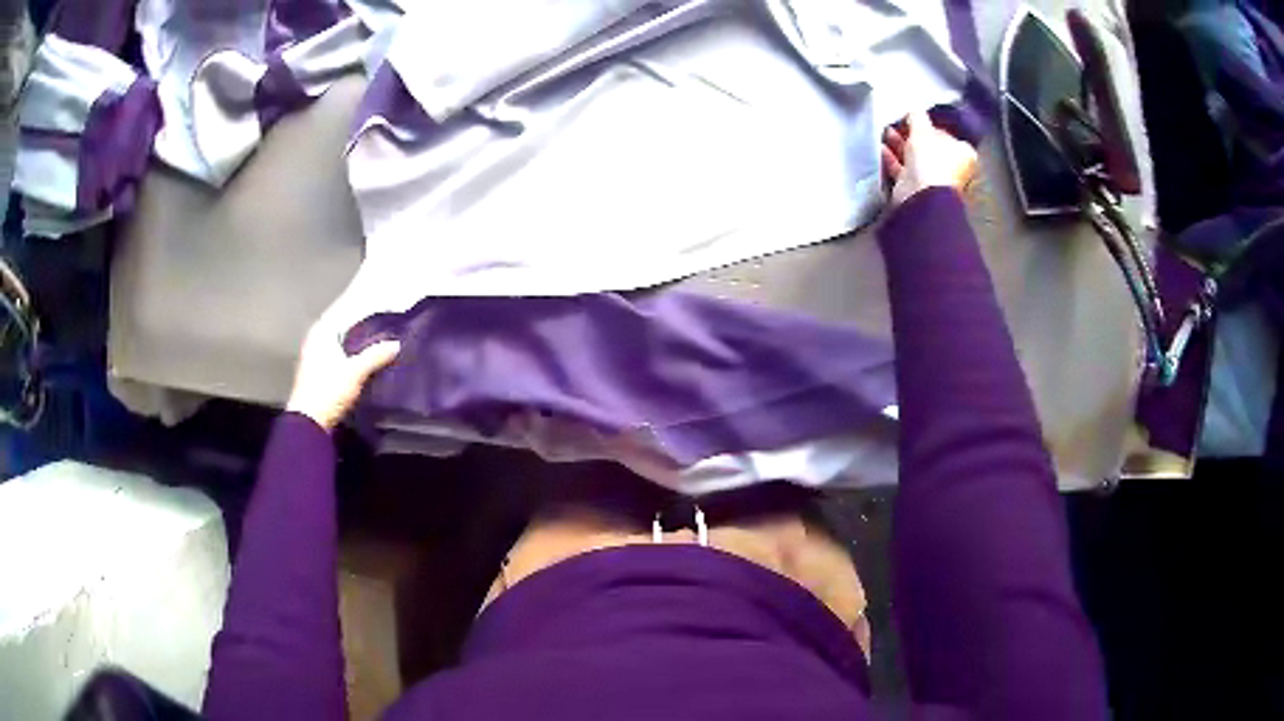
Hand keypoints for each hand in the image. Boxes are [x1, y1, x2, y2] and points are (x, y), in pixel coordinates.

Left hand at [285, 293, 399, 431]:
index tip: (382, 306)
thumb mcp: (355, 372)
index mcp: (321, 331)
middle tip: (385, 324)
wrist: (309, 423)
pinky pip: (338, 356)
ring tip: (379, 342)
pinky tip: (365, 361)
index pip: (344, 310)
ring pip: (340, 343)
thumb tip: (396, 344)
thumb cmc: (328, 390)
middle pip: (342, 327)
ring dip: (356, 344)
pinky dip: (351, 356)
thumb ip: (375, 355)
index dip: (362, 307)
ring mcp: (314, 357)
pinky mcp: (317, 373)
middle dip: (361, 327)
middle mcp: (315, 339)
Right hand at [882, 111, 978, 206]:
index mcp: (963, 153)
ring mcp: (933, 179)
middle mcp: (951, 167)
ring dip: (900, 144)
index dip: (931, 125)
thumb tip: (913, 108)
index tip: (915, 118)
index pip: (947, 134)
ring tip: (885, 131)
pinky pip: (903, 170)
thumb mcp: (923, 129)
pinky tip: (881, 147)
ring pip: (915, 158)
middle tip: (896, 122)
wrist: (921, 195)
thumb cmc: (931, 159)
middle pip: (929, 146)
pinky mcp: (916, 189)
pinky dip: (893, 158)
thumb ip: (917, 116)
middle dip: (911, 134)